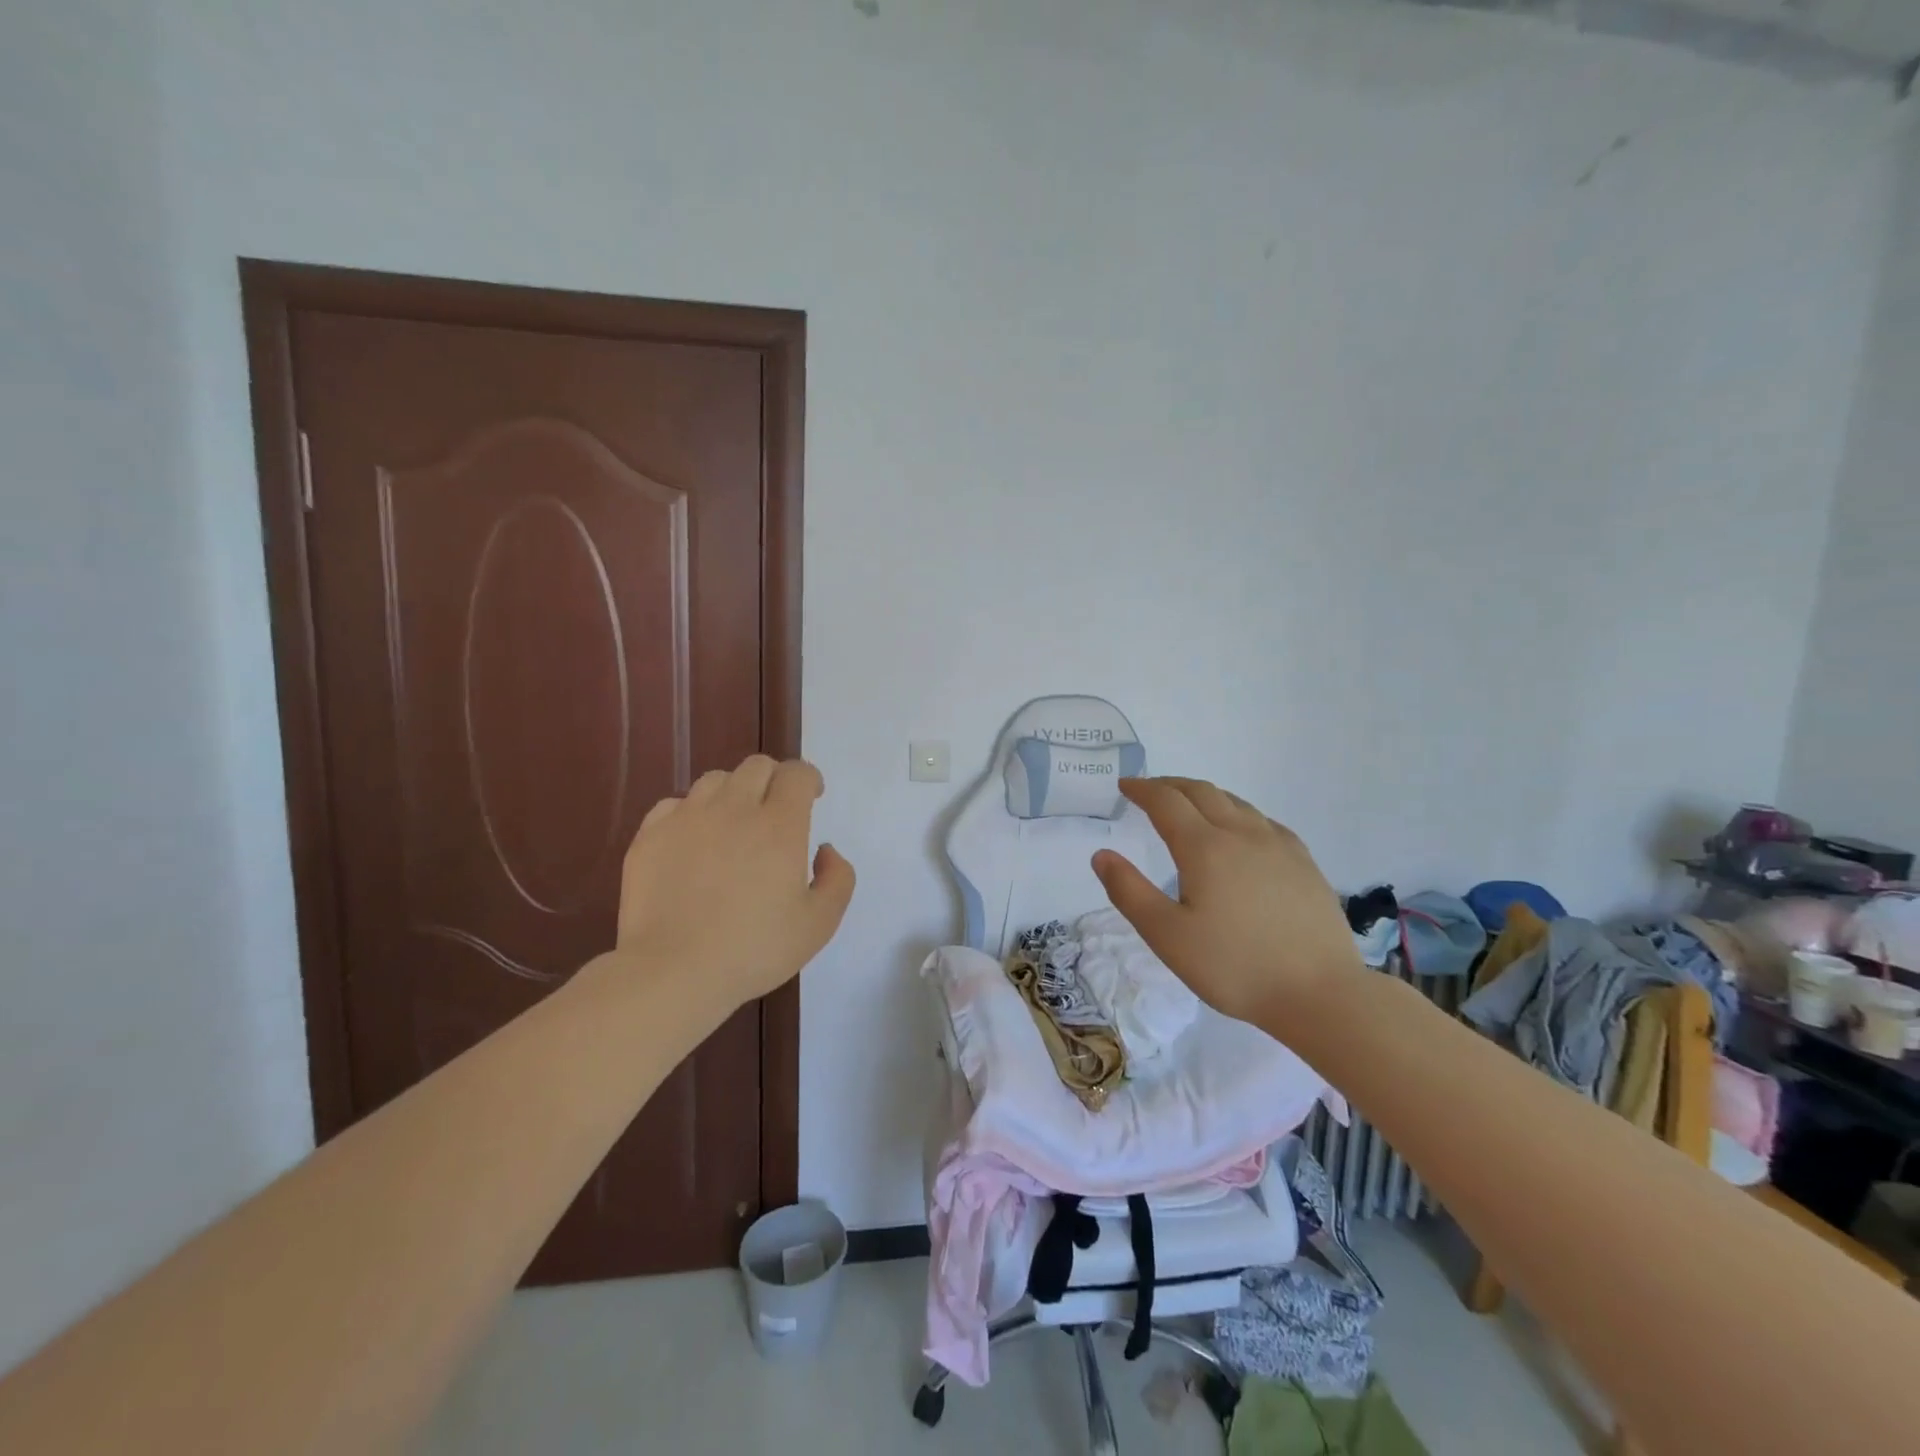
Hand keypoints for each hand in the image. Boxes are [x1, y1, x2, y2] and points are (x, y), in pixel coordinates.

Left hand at [604, 756, 855, 1016]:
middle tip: (775, 810)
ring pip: (715, 780)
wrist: (673, 971)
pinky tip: (694, 842)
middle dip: (773, 779)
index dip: (808, 779)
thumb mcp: (819, 924)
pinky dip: (692, 814)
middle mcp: (734, 808)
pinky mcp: (651, 836)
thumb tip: (825, 849)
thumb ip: (838, 879)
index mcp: (779, 825)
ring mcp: (687, 818)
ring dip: (733, 793)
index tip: (812, 797)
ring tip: (733, 825)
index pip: (796, 773)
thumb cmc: (754, 950)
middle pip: (757, 766)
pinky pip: (675, 805)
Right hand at [1091, 777, 1359, 1026]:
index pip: (1166, 802)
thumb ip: (1129, 892)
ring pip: (1235, 802)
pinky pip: (1262, 821)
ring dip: (1204, 795)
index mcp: (1204, 847)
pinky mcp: (1303, 862)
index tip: (1124, 786)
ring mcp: (1278, 845)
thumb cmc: (1235, 967)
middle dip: (1170, 785)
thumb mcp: (1167, 936)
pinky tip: (1240, 832)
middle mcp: (1241, 834)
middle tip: (1149, 790)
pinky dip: (1237, 812)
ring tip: (1188, 805)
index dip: (1141, 789)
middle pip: (1201, 792)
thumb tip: (1102, 855)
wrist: (1321, 993)